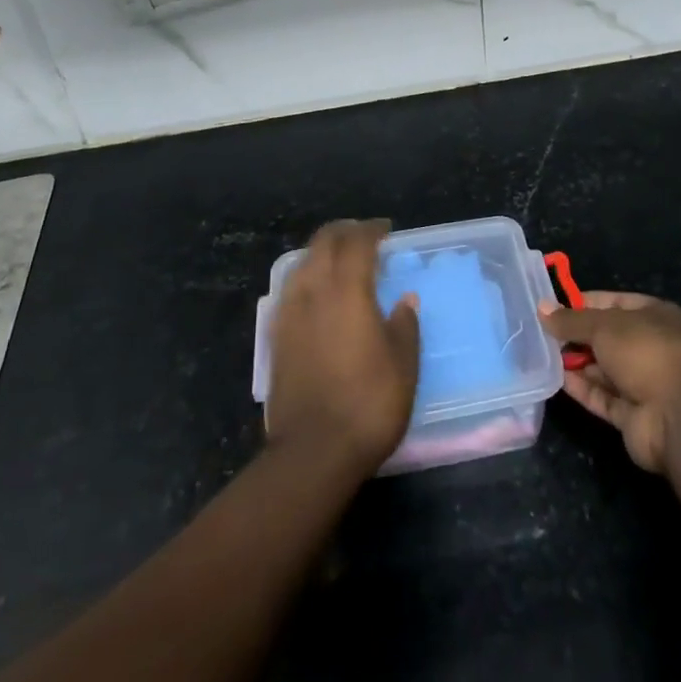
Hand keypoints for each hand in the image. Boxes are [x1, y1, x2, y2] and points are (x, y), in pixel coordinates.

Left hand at [267, 220, 420, 477]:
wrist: (313, 451)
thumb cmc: (368, 404)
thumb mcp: (404, 366)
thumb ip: (404, 326)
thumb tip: (405, 300)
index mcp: (348, 289)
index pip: (358, 242)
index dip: (372, 230)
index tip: (386, 229)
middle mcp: (314, 290)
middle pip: (324, 242)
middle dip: (343, 232)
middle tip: (363, 236)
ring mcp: (290, 312)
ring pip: (302, 262)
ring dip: (322, 251)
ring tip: (339, 260)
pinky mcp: (275, 335)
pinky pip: (290, 288)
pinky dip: (306, 276)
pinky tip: (316, 293)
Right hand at [539, 290, 680, 471]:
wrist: (680, 416)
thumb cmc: (646, 351)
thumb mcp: (604, 325)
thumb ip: (571, 320)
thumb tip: (541, 307)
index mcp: (653, 315)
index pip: (613, 302)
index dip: (584, 303)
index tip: (552, 305)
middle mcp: (650, 347)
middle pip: (606, 337)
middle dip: (576, 335)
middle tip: (540, 331)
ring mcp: (643, 384)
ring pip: (603, 369)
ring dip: (576, 362)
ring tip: (540, 352)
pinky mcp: (632, 416)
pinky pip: (602, 397)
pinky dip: (581, 388)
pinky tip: (555, 378)